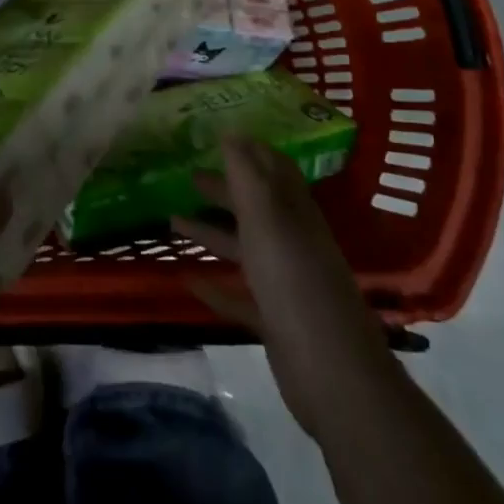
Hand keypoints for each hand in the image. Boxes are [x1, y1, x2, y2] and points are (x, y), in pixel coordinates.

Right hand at [174, 135, 390, 438]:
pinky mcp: (274, 320)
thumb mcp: (266, 219)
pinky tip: (188, 280)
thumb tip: (231, 130)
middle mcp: (290, 241)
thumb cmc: (294, 282)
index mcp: (293, 213)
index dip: (248, 150)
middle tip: (186, 175)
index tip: (216, 135)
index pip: (273, 169)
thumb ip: (247, 175)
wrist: (332, 374)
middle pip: (254, 206)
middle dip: (223, 188)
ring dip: (211, 232)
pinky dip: (214, 286)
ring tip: (172, 221)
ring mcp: (284, 283)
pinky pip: (239, 295)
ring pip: (243, 248)